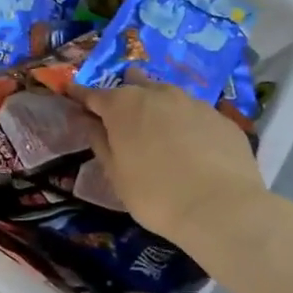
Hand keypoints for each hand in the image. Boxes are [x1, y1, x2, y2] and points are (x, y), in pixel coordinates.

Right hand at [66, 77, 267, 247]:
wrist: (221, 208)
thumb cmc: (155, 194)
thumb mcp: (116, 174)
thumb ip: (100, 142)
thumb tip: (88, 121)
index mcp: (123, 105)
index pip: (93, 94)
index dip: (81, 96)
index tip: (72, 95)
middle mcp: (157, 94)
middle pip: (134, 84)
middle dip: (124, 94)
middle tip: (121, 114)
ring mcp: (193, 102)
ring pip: (167, 96)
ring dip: (158, 107)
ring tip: (158, 130)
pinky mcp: (221, 118)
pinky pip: (195, 115)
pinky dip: (187, 125)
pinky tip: (192, 147)